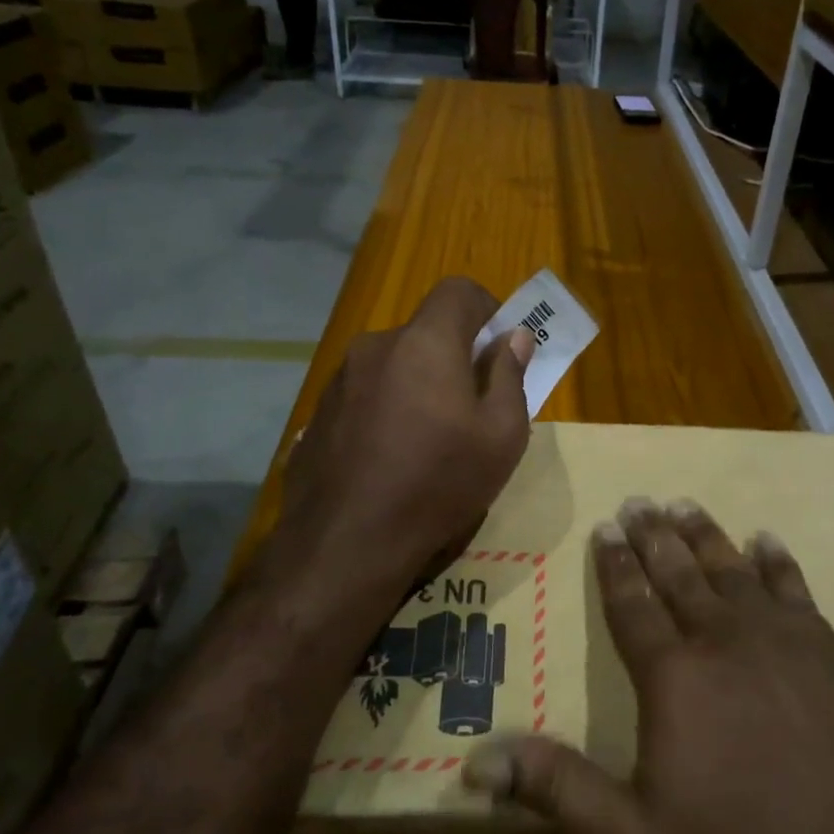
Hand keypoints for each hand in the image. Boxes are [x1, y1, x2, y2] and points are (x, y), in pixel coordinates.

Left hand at [269, 277, 534, 601]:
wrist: (346, 543)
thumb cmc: (439, 483)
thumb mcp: (502, 436)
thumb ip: (510, 376)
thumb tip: (514, 339)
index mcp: (425, 343)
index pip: (458, 291)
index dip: (487, 309)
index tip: (500, 349)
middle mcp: (376, 347)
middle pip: (426, 332)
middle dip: (455, 356)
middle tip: (473, 407)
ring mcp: (340, 380)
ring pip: (395, 364)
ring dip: (419, 384)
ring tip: (430, 440)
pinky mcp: (319, 413)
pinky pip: (366, 394)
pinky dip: (388, 408)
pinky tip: (391, 458)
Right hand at [463, 498, 833, 833]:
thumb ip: (557, 791)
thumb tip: (475, 762)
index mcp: (673, 675)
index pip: (633, 604)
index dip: (615, 565)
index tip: (606, 527)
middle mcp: (724, 639)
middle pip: (680, 574)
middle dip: (654, 536)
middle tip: (639, 500)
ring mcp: (783, 640)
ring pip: (733, 569)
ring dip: (705, 536)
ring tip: (685, 506)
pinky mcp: (830, 651)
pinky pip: (794, 588)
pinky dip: (776, 562)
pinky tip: (765, 541)